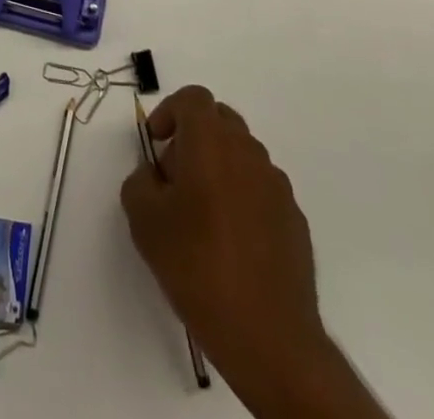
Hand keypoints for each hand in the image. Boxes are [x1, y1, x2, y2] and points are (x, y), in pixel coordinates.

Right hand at [122, 87, 382, 417]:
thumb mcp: (144, 221)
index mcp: (211, 141)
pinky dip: (242, 198)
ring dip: (219, 167)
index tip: (157, 144)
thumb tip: (153, 175)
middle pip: (220, 121)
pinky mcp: (294, 220)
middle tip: (175, 178)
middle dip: (194, 137)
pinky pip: (261, 189)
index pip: (193, 98)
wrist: (268, 336)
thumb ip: (139, 181)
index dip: (170, 112)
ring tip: (201, 215)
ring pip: (242, 155)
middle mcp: (248, 151)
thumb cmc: (197, 266)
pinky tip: (230, 242)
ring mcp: (277, 186)